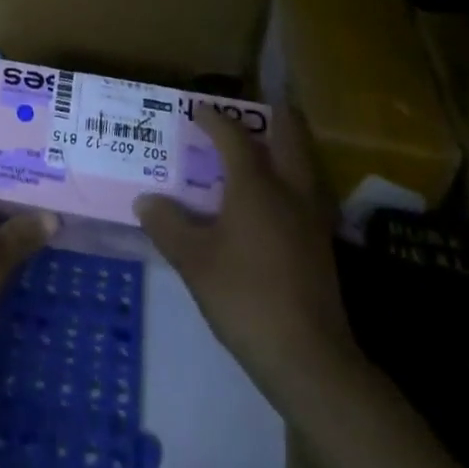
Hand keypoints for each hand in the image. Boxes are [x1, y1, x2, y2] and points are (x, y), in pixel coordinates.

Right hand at [135, 105, 358, 400]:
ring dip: (284, 147)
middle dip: (270, 117)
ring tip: (259, 150)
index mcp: (256, 185)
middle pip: (288, 135)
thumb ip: (168, 225)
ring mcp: (312, 217)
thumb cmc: (245, 297)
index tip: (196, 110)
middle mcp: (289, 190)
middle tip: (247, 113)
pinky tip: (273, 201)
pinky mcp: (322, 244)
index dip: (213, 118)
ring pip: (303, 162)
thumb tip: (146, 200)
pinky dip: (290, 180)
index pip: (233, 136)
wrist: (309, 358)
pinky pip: (306, 192)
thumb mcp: (194, 262)